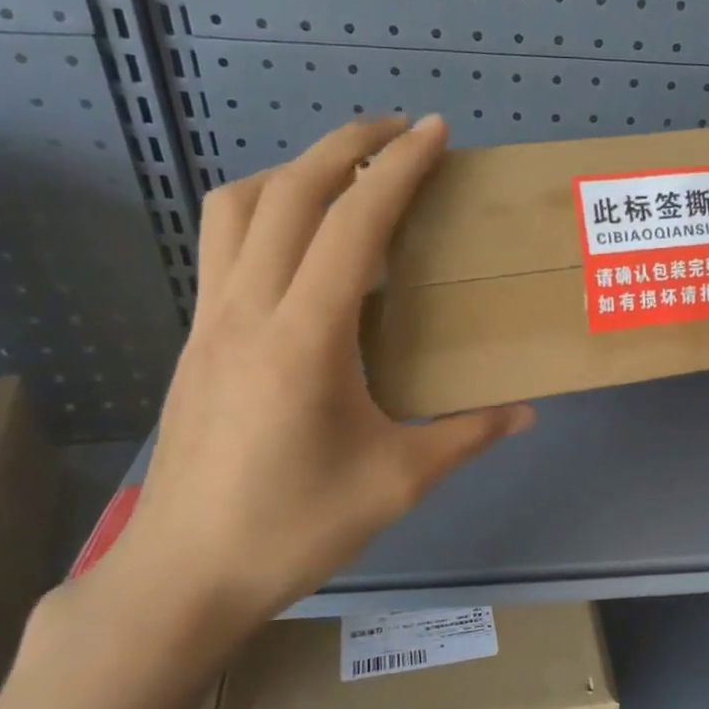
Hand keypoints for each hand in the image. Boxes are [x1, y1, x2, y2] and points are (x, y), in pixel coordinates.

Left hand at [87, 115, 532, 652]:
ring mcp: (210, 321)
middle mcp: (249, 309)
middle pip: (286, 192)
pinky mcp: (195, 340)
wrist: (183, 576)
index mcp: (306, 337)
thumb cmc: (295, 528)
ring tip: (343, 176)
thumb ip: (467, 435)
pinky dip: (264, 213)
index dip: (396, 168)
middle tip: (395, 131)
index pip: (352, 224)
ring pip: (236, 208)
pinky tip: (301, 246)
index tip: (432, 132)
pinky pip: (223, 246)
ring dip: (291, 172)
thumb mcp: (398, 481)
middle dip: (344, 145)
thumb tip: (525, 413)